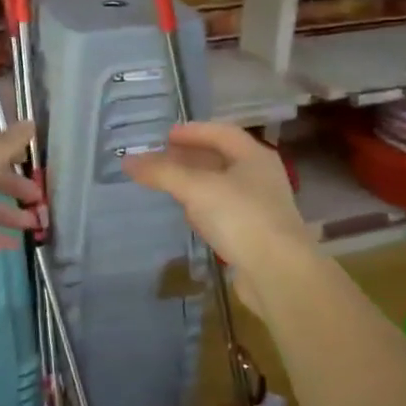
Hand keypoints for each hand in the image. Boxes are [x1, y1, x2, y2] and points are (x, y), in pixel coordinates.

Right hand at [123, 122, 310, 300]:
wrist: (278, 273)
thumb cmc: (240, 217)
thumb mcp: (195, 188)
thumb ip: (161, 172)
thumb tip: (128, 161)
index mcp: (254, 156)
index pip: (221, 132)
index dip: (192, 131)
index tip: (165, 136)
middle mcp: (261, 177)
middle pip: (222, 158)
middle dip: (190, 156)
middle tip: (161, 159)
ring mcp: (260, 207)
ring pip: (222, 186)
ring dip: (196, 182)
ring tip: (169, 184)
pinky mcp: (255, 234)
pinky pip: (225, 211)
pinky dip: (204, 207)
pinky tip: (190, 216)